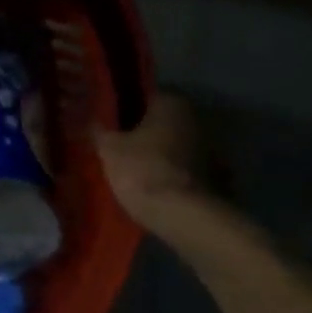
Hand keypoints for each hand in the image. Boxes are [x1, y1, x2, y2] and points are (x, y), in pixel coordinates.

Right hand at [95, 92, 216, 231]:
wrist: (184, 216)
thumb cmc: (143, 170)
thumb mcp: (108, 148)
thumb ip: (99, 130)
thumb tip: (92, 120)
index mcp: (172, 103)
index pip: (144, 96)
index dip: (124, 109)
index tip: (110, 124)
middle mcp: (198, 118)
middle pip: (163, 122)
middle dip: (144, 133)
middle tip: (120, 148)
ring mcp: (213, 149)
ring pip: (177, 146)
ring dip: (161, 155)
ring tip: (136, 172)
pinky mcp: (219, 178)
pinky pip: (188, 170)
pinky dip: (175, 175)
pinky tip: (157, 189)